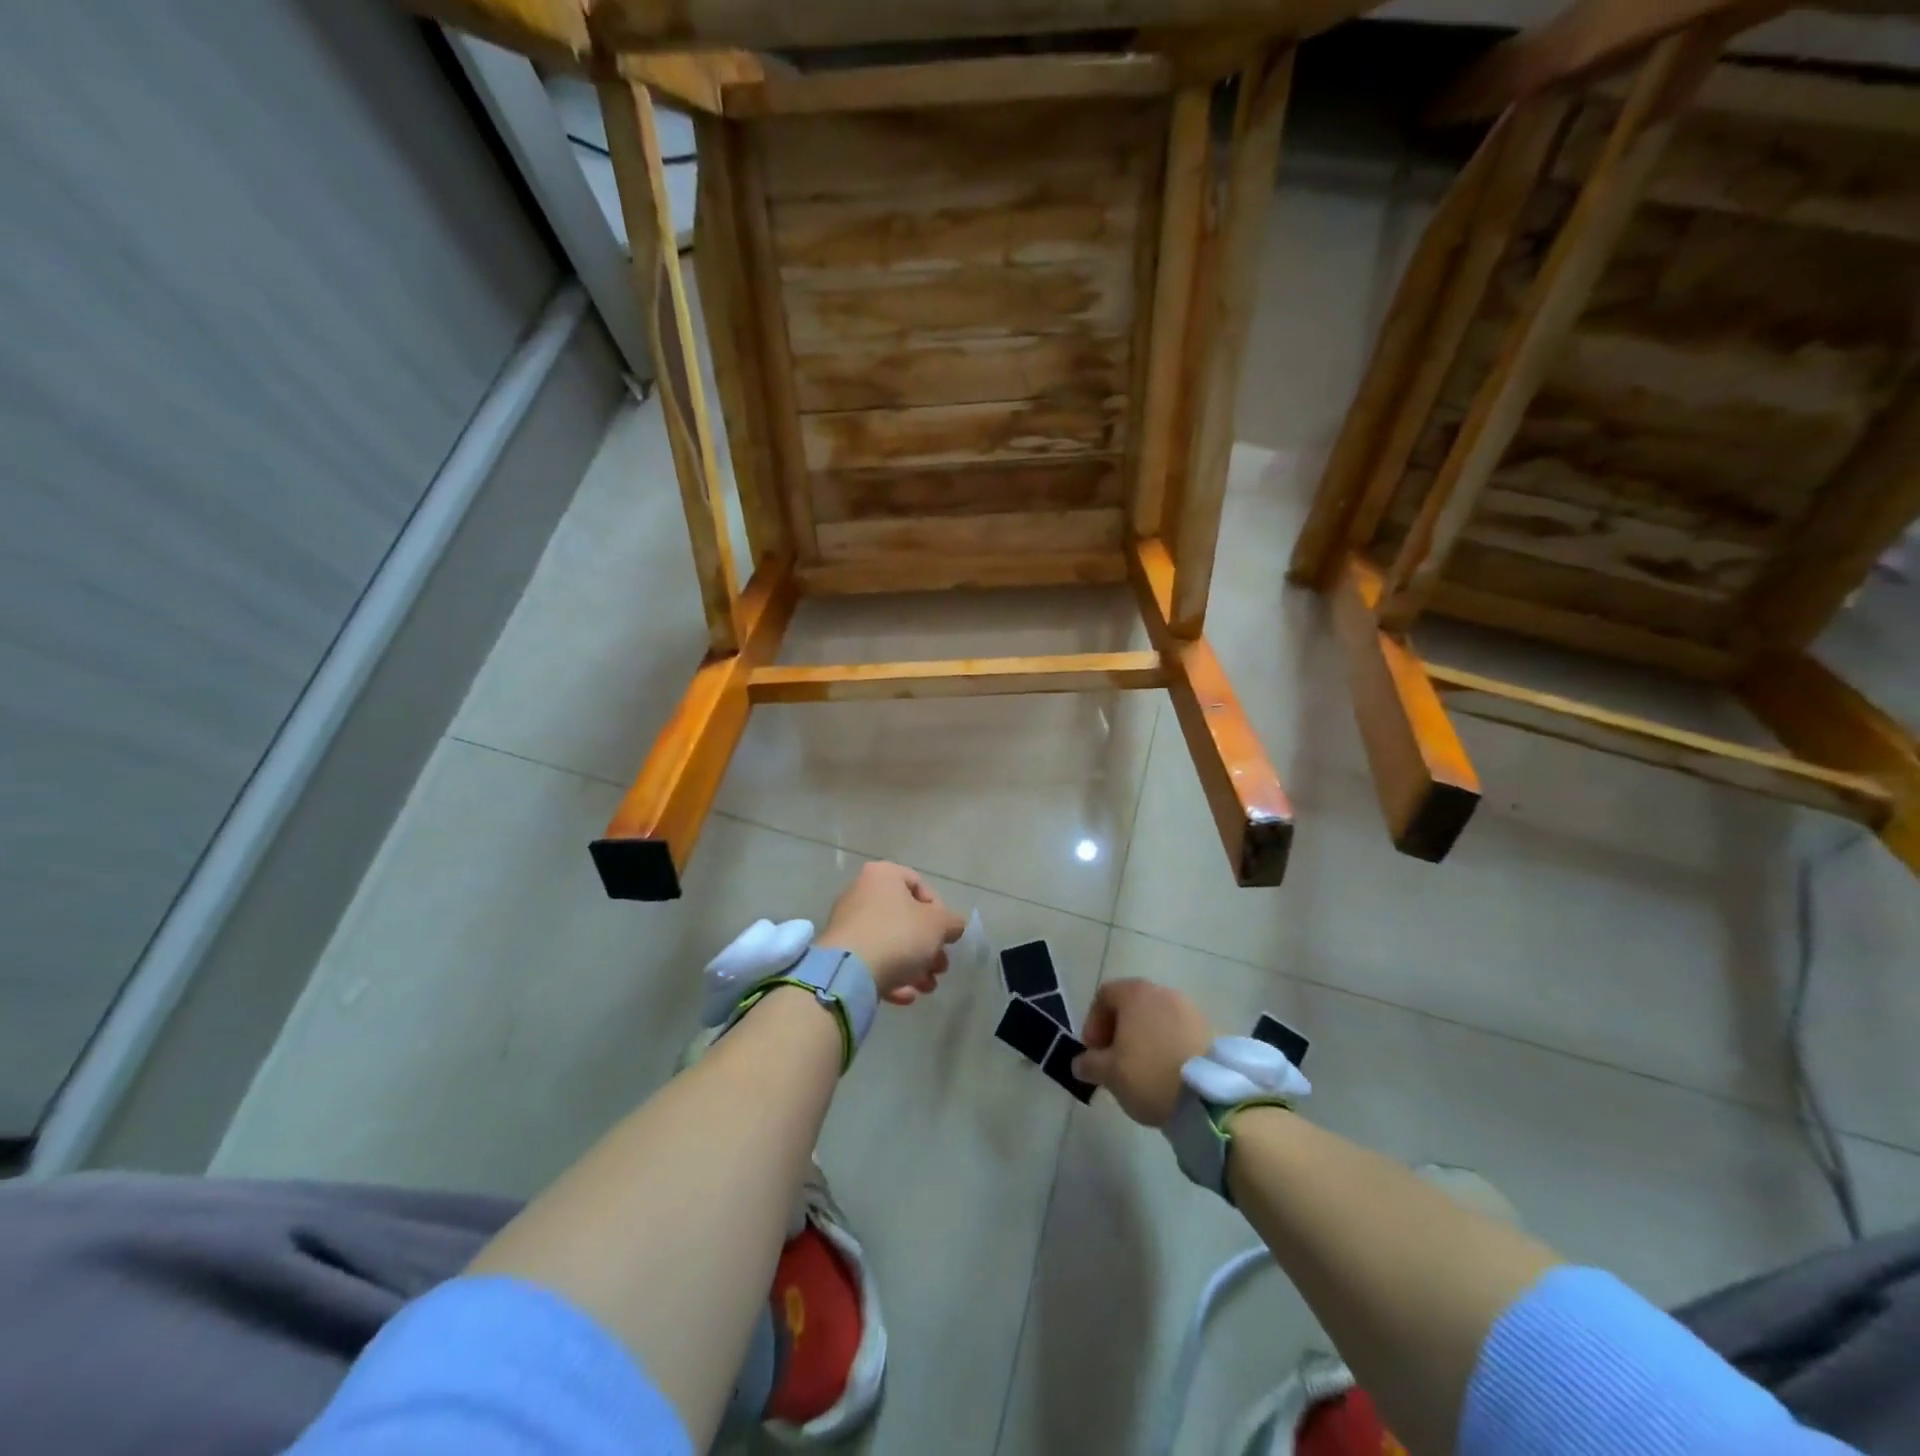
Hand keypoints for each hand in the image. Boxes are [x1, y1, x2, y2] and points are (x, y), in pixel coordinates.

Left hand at [818, 861, 965, 1005]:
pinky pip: (873, 961)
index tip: (945, 936)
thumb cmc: (898, 936)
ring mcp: (848, 924)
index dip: (940, 912)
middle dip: (928, 948)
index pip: (920, 886)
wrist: (848, 972)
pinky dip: (891, 976)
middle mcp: (862, 893)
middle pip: (906, 919)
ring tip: (927, 987)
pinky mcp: (840, 953)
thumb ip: (952, 923)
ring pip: (891, 943)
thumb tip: (953, 926)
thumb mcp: (938, 925)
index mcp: (883, 875)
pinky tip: (905, 996)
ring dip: (914, 967)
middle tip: (940, 968)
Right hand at [1073, 979, 1213, 1126]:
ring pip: (1157, 1018)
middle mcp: (1163, 992)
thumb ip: (1089, 1064)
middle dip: (1119, 1031)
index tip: (1093, 1052)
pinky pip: (1179, 1031)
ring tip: (1142, 1070)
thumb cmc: (1150, 1075)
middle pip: (1132, 1005)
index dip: (1093, 1022)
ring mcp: (1190, 1008)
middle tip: (1115, 1061)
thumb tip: (1080, 1063)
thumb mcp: (1109, 1074)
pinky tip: (1168, 1073)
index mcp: (1135, 994)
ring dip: (1144, 1038)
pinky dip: (1168, 1046)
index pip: (1104, 995)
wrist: (1211, 1097)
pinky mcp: (1211, 1029)